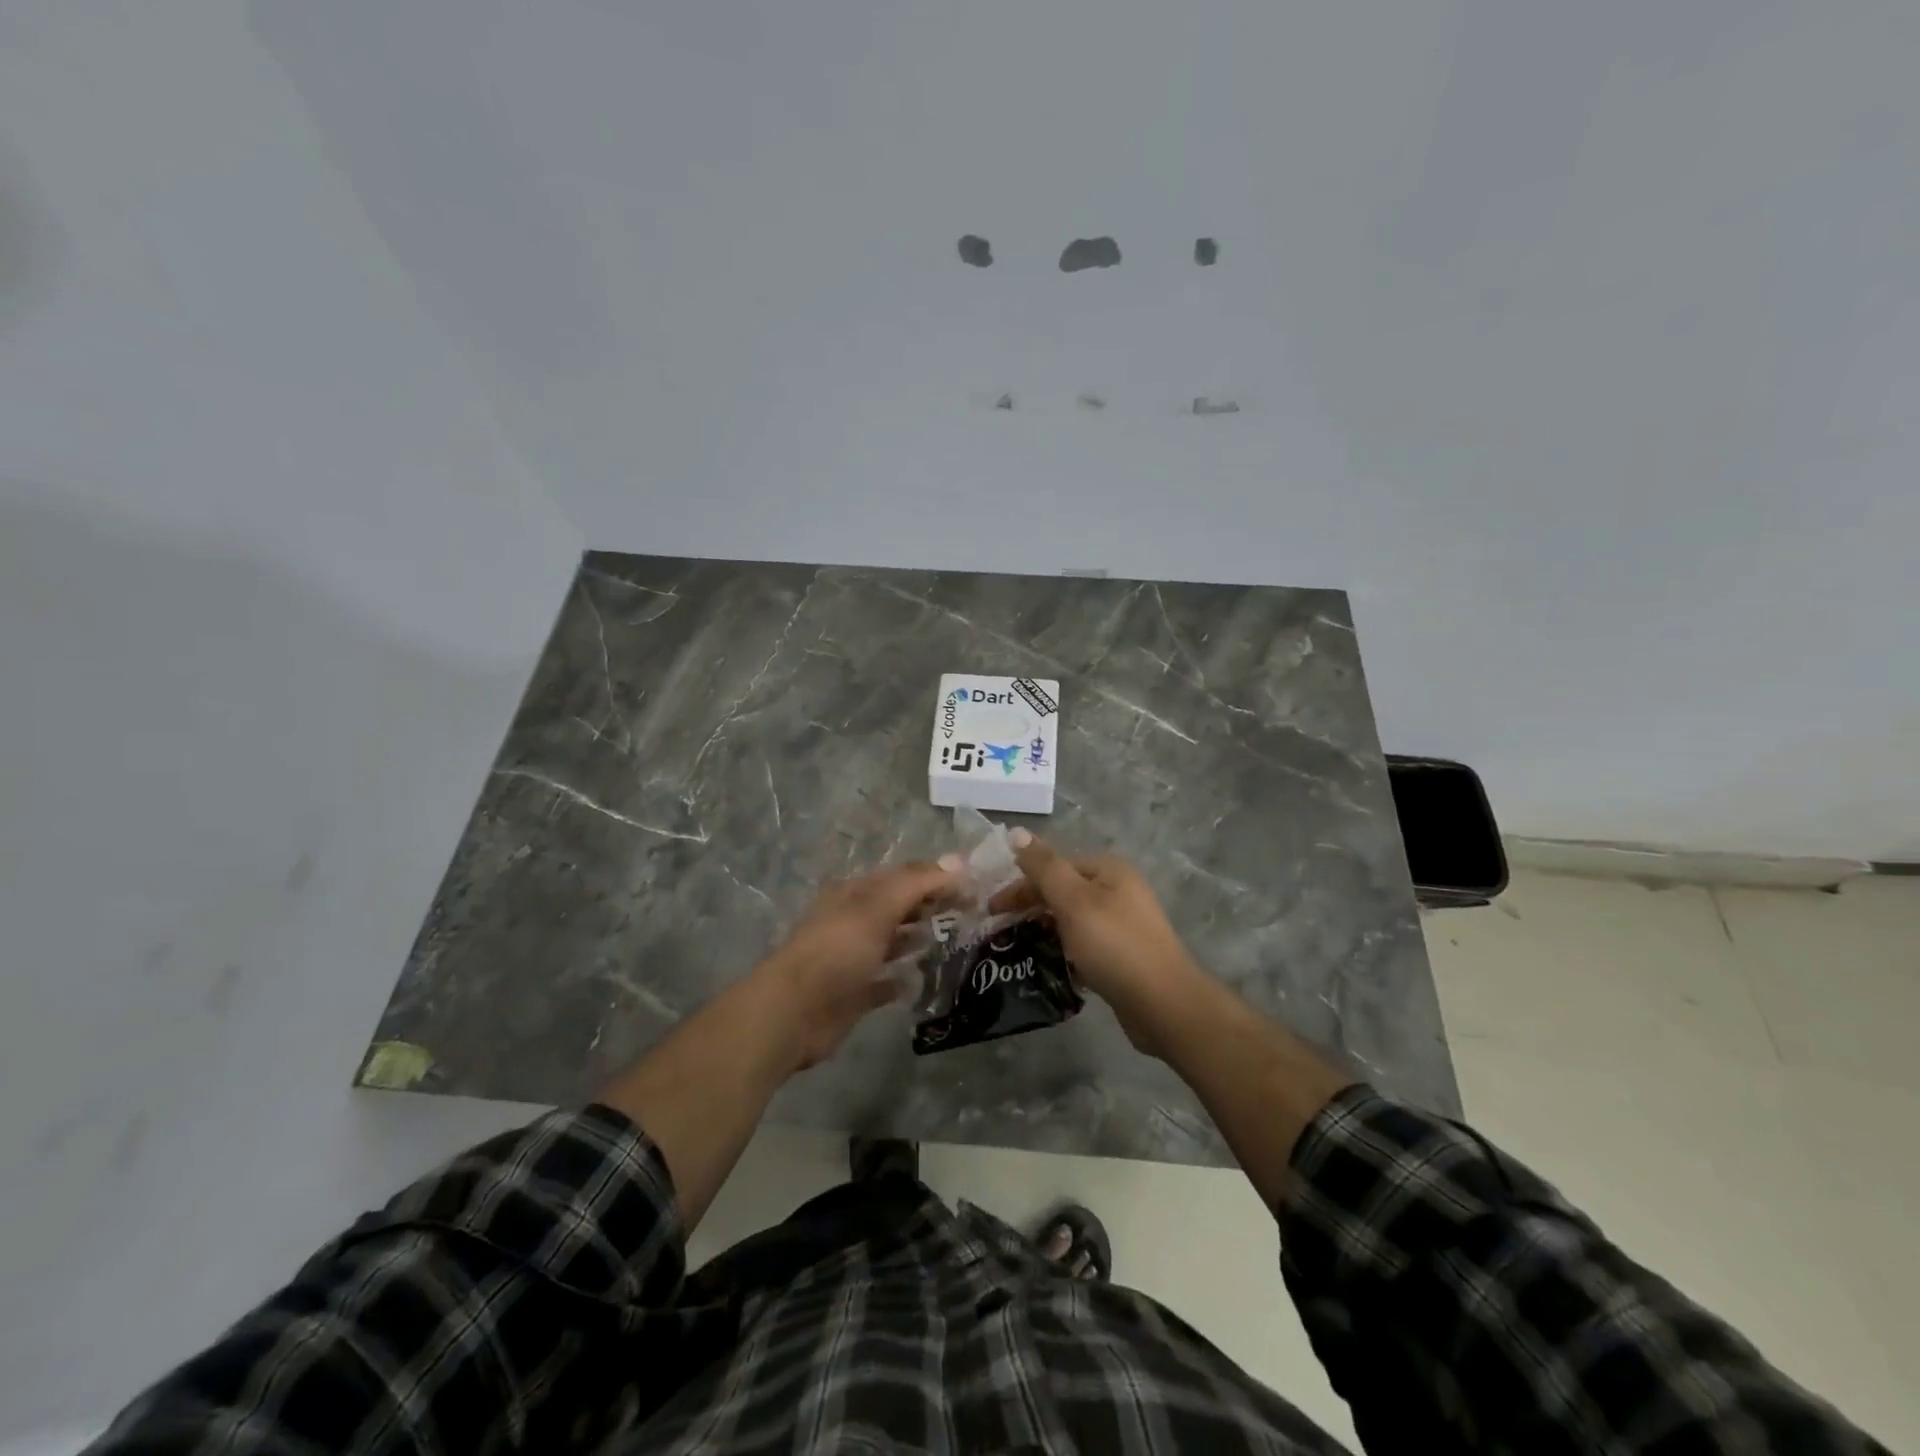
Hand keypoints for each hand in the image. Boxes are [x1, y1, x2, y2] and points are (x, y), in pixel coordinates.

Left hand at [752, 861, 955, 1070]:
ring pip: (892, 941)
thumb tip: (958, 861)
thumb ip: (916, 883)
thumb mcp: (877, 907)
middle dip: (930, 905)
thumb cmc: (837, 951)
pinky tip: (923, 981)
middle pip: (898, 906)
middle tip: (971, 912)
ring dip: (917, 938)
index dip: (937, 877)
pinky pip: (884, 982)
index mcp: (855, 893)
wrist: (793, 1013)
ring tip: (953, 940)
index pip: (903, 876)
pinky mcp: (854, 993)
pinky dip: (902, 979)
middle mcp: (854, 920)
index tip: (973, 887)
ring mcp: (852, 958)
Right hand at [1004, 832, 1206, 1056]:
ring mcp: (1123, 923)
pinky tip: (1050, 965)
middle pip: (1063, 890)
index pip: (1054, 865)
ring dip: (1045, 929)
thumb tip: (1016, 832)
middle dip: (1031, 907)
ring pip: (1072, 918)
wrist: (1164, 1004)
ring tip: (1019, 949)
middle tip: (1000, 931)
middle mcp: (1118, 890)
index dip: (1021, 884)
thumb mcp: (1073, 901)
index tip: (992, 910)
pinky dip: (1065, 950)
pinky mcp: (1124, 954)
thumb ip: (1043, 866)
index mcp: (1108, 869)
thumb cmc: (1114, 945)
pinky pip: (1084, 943)